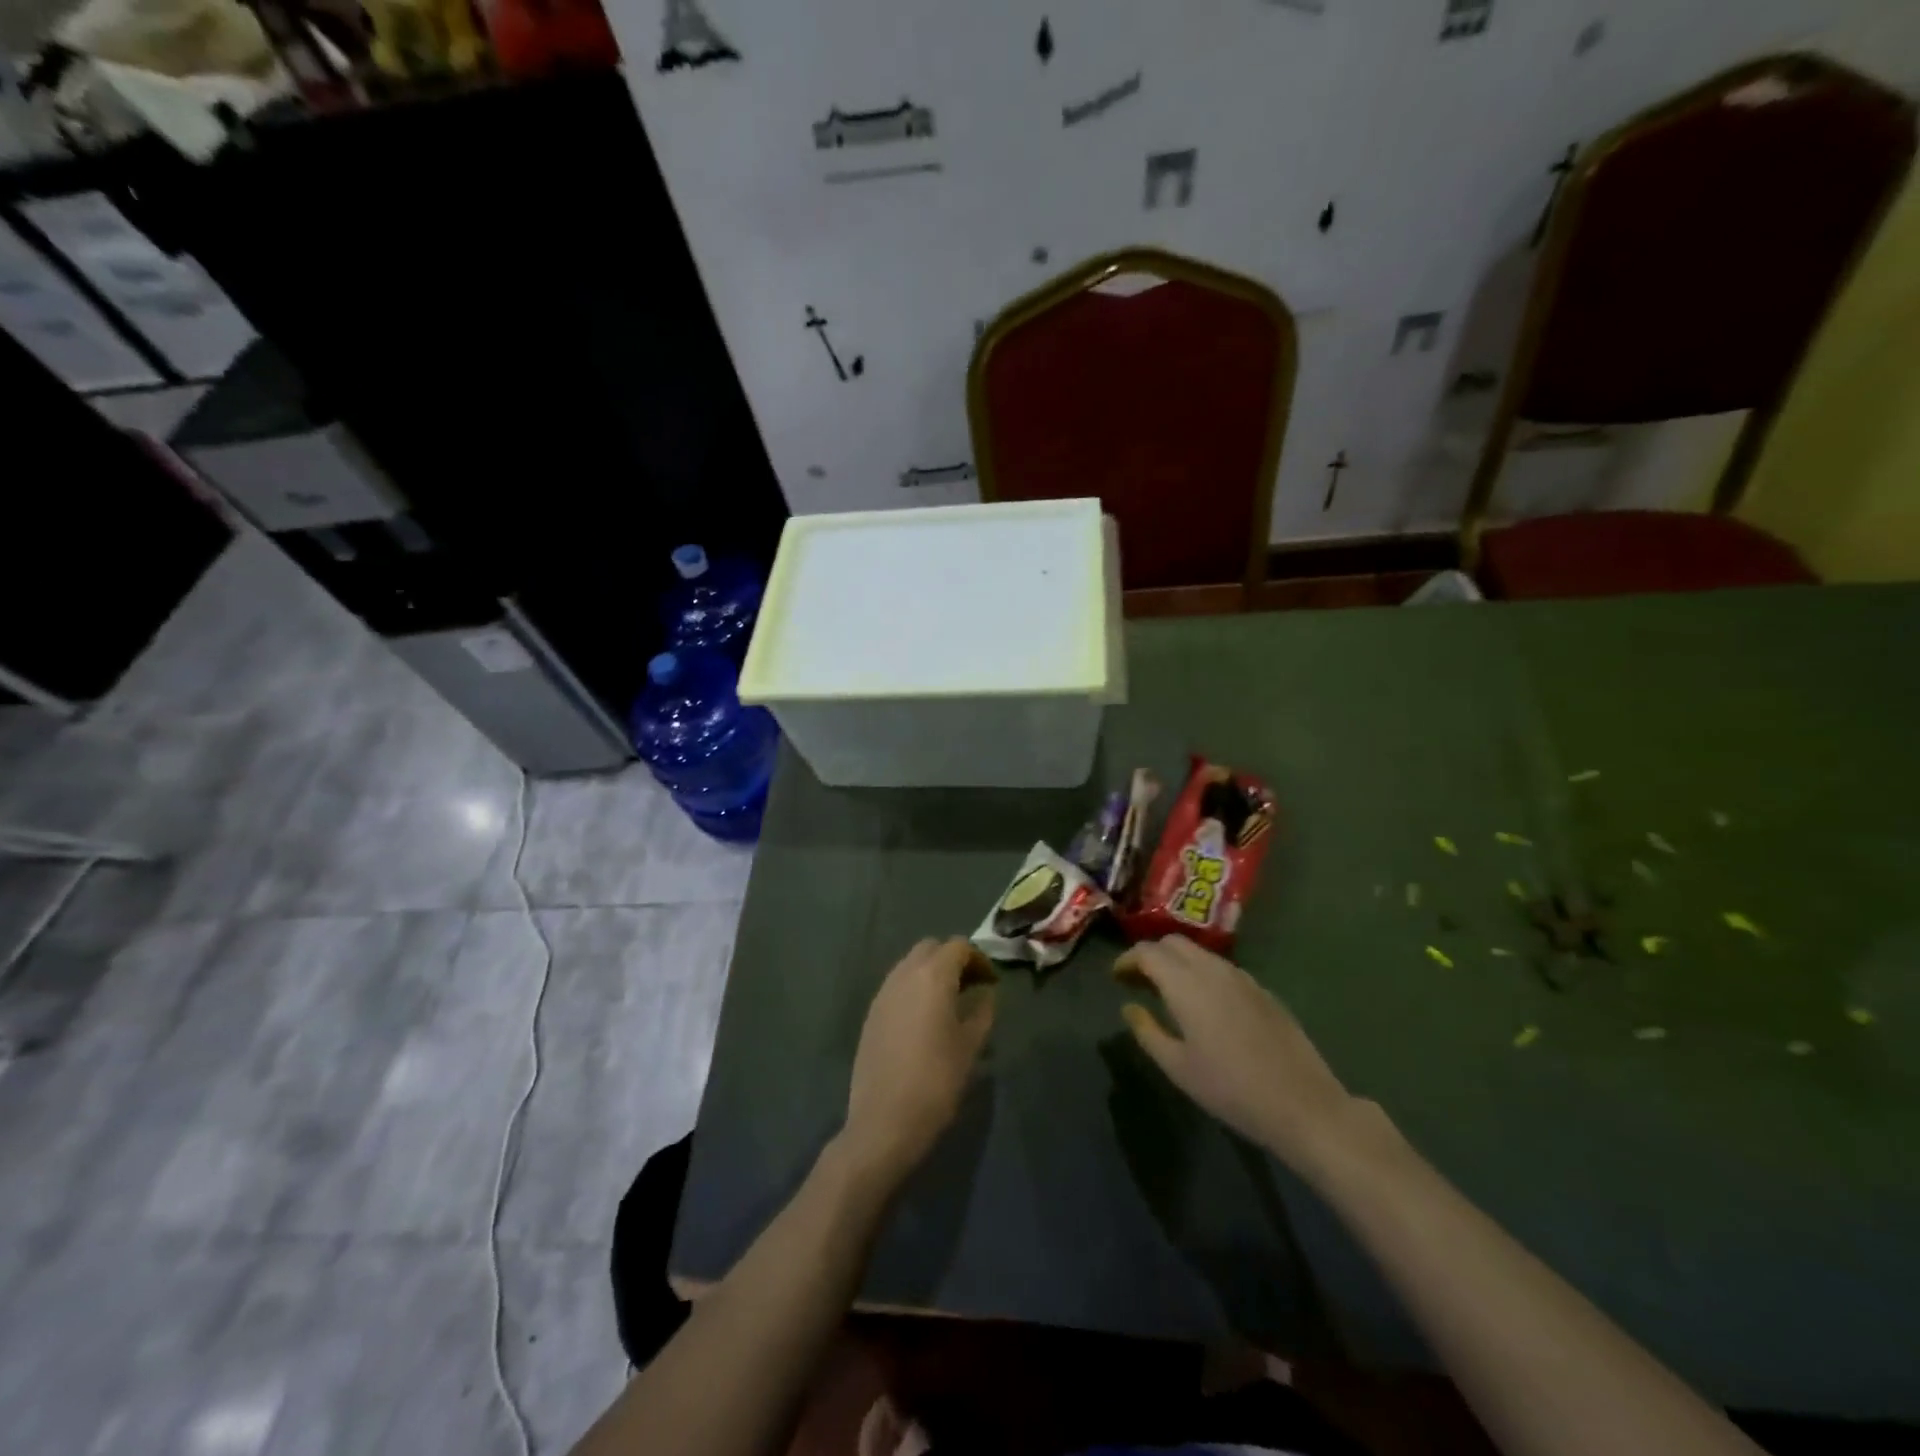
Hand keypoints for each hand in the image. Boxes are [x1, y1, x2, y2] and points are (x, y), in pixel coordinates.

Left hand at [841, 938, 996, 1186]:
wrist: (884, 1121)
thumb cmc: (936, 1081)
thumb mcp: (970, 1046)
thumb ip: (982, 1011)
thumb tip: (986, 993)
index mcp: (932, 976)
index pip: (957, 946)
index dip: (978, 958)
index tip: (991, 982)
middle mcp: (904, 975)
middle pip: (930, 948)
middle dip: (952, 959)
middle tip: (971, 986)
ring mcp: (883, 993)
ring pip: (910, 965)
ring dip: (931, 973)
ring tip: (950, 1002)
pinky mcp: (871, 1014)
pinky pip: (897, 986)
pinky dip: (914, 989)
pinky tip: (925, 1019)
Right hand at [1115, 936, 1363, 1173]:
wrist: (1303, 1105)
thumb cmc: (1231, 1090)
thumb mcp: (1178, 1067)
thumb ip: (1147, 1032)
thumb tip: (1129, 1008)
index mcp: (1186, 984)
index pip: (1148, 952)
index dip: (1127, 960)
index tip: (1116, 978)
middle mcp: (1213, 970)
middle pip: (1173, 943)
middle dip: (1151, 955)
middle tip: (1138, 982)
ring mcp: (1242, 977)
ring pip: (1199, 953)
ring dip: (1177, 963)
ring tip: (1167, 992)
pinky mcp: (1262, 991)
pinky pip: (1222, 968)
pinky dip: (1201, 974)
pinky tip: (1204, 1004)